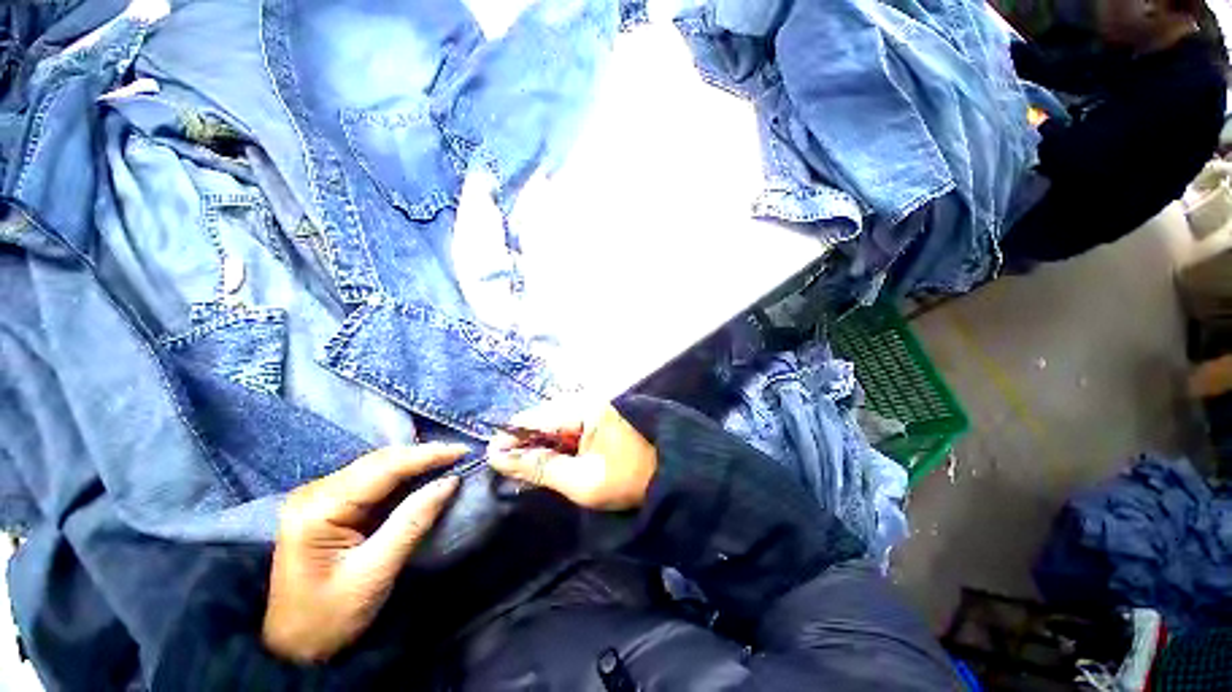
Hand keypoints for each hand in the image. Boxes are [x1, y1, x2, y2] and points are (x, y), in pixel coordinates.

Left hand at [262, 444, 465, 662]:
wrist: (294, 646)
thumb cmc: (329, 617)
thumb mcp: (374, 573)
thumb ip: (412, 522)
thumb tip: (450, 482)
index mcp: (318, 509)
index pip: (382, 468)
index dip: (426, 455)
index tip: (462, 451)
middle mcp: (314, 492)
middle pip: (379, 461)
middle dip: (422, 455)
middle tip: (460, 455)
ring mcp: (319, 496)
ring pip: (377, 465)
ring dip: (414, 462)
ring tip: (448, 461)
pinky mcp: (328, 504)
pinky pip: (373, 479)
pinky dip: (402, 475)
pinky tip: (422, 474)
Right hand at [487, 402, 655, 510]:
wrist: (662, 477)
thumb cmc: (623, 480)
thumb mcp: (578, 480)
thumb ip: (538, 467)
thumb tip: (497, 457)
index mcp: (583, 408)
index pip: (534, 418)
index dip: (510, 438)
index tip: (492, 459)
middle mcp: (584, 400)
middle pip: (540, 418)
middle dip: (524, 443)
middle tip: (512, 469)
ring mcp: (589, 407)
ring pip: (549, 423)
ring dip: (538, 445)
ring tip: (530, 468)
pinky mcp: (592, 417)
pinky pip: (563, 428)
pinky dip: (553, 445)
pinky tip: (549, 461)